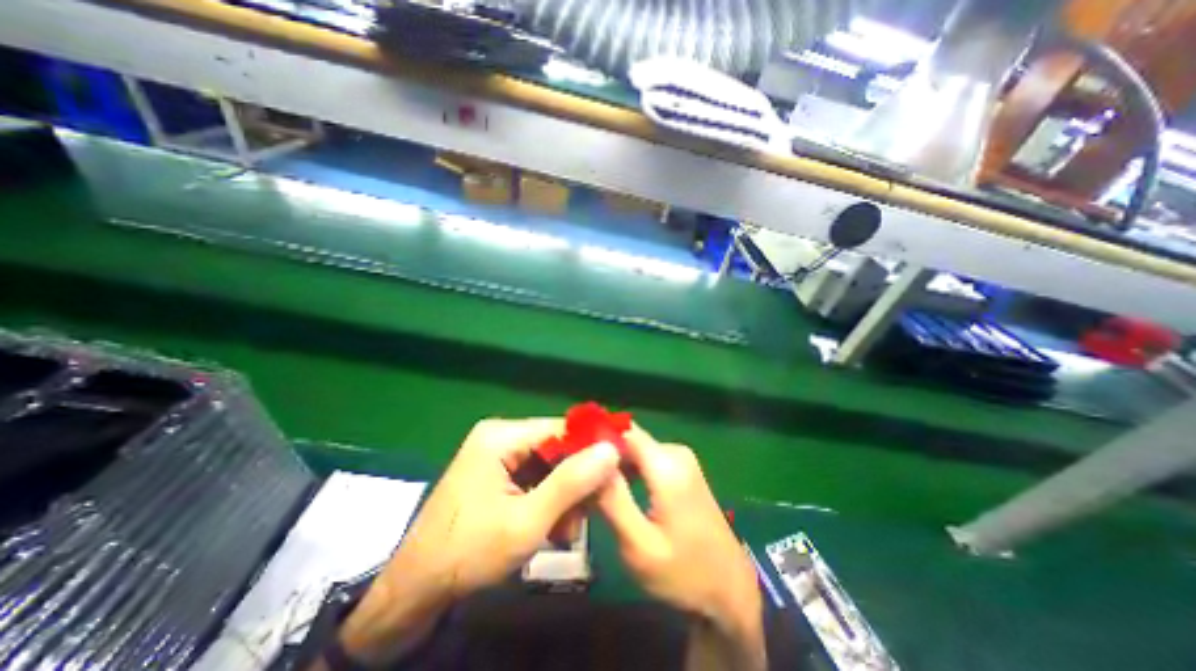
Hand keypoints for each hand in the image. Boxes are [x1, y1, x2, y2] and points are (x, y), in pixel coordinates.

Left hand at [333, 416, 616, 662]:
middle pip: (556, 446)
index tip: (617, 471)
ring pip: (549, 464)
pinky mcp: (497, 471)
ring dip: (563, 495)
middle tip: (584, 515)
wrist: (414, 590)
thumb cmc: (468, 554)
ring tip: (564, 530)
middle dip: (575, 481)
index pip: (562, 428)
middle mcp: (501, 435)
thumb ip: (570, 484)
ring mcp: (497, 453)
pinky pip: (535, 476)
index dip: (592, 447)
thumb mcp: (527, 521)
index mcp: (502, 435)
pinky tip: (550, 526)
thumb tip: (611, 448)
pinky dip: (548, 499)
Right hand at [597, 428, 765, 668]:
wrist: (730, 589)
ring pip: (635, 449)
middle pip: (628, 440)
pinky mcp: (682, 469)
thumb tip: (590, 461)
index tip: (570, 457)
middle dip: (602, 456)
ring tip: (591, 488)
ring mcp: (681, 459)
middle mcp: (675, 452)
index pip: (623, 431)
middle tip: (578, 481)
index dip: (595, 439)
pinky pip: (647, 459)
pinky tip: (614, 491)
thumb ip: (613, 500)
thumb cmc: (684, 574)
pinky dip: (628, 470)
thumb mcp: (639, 546)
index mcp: (667, 466)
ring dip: (613, 465)